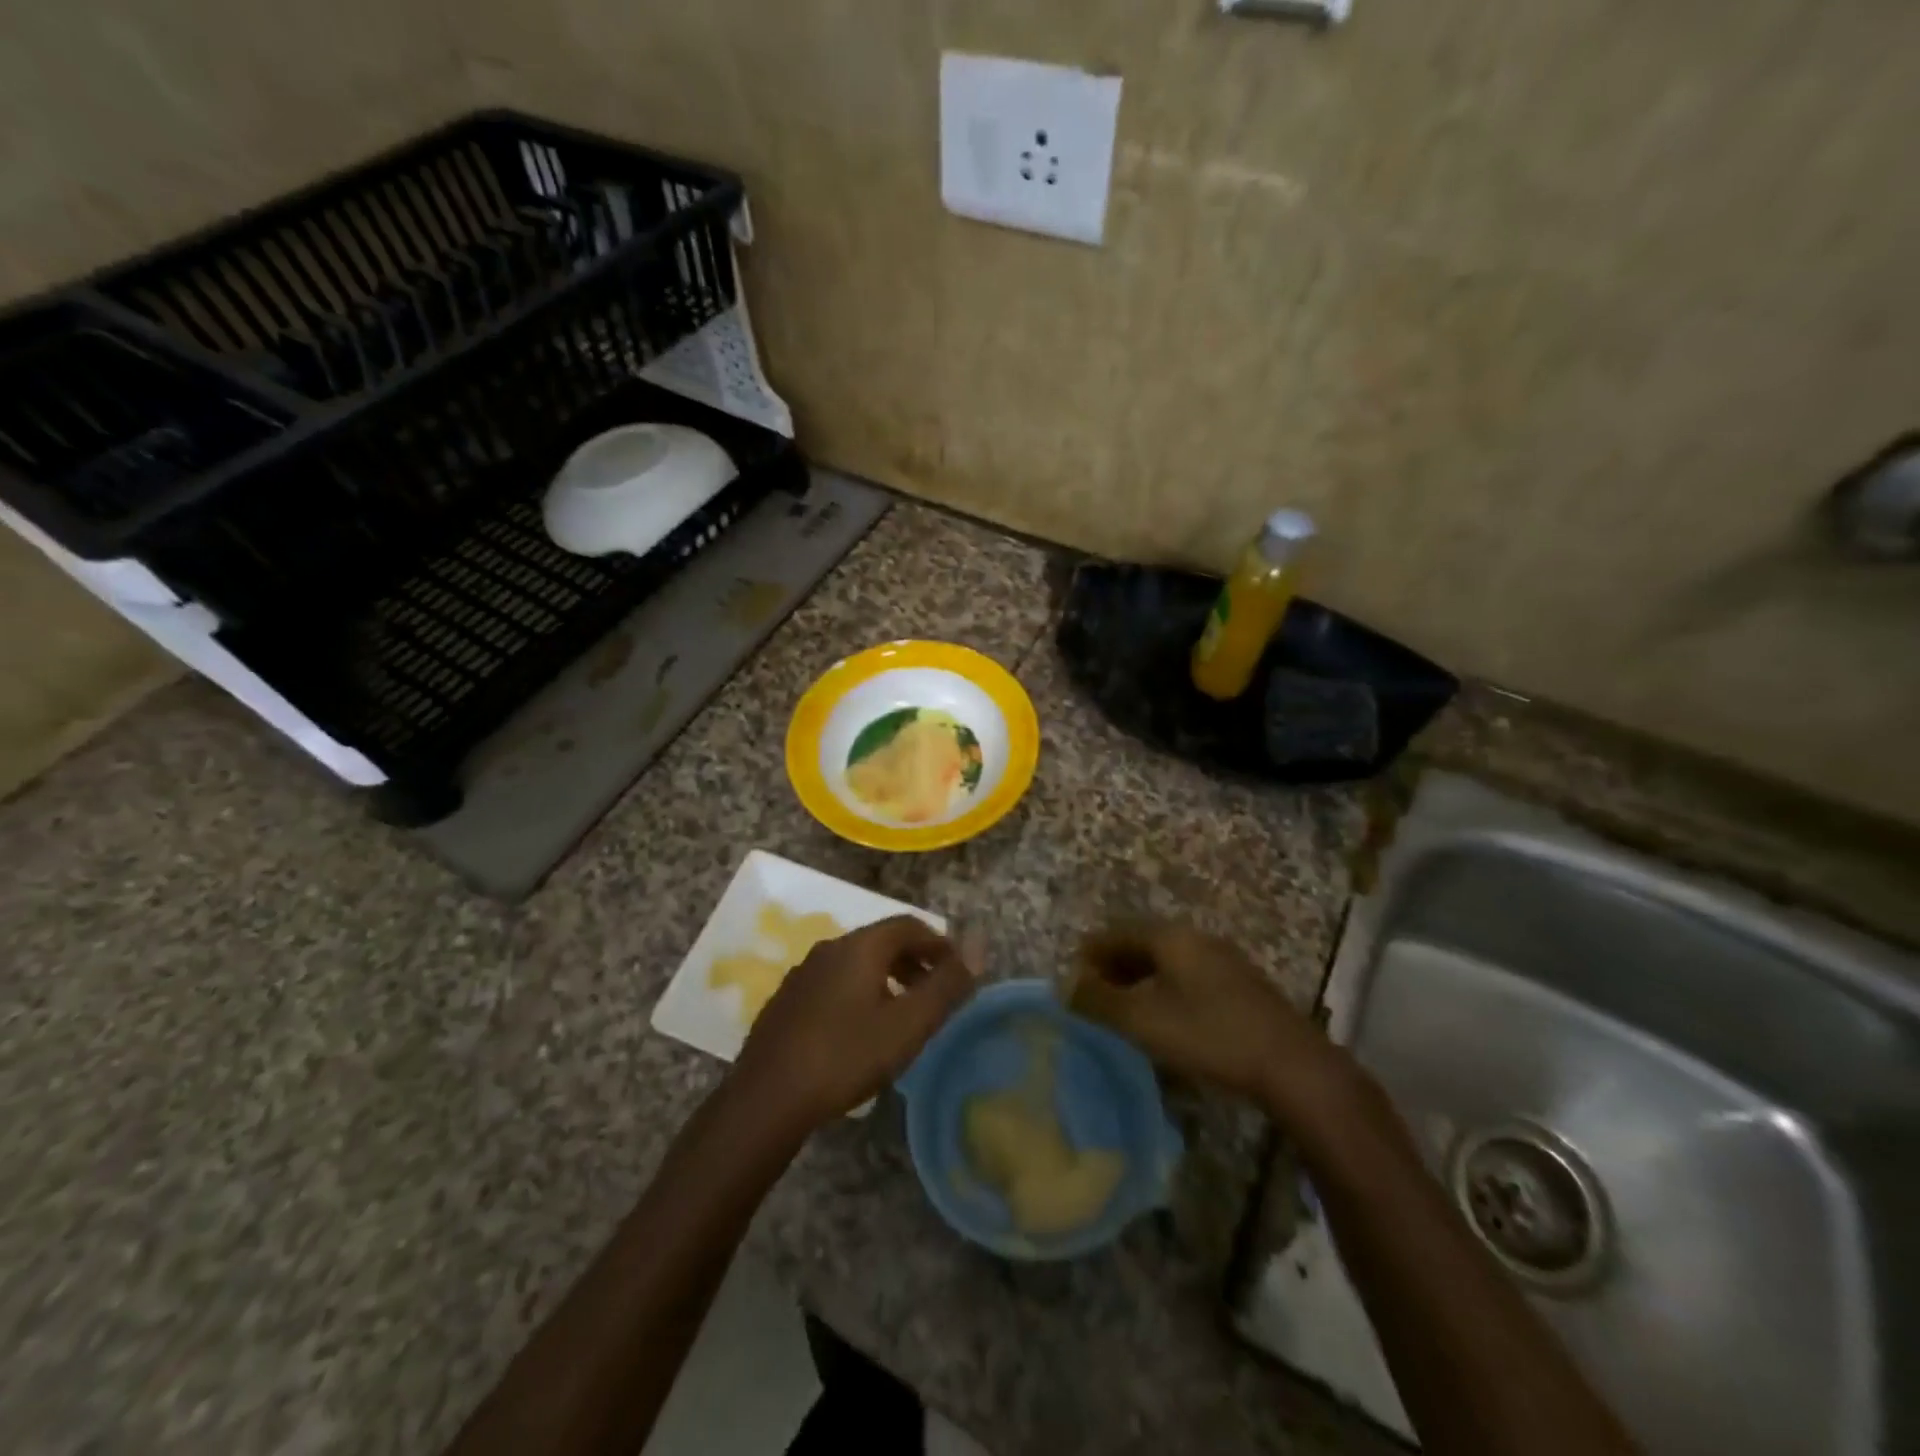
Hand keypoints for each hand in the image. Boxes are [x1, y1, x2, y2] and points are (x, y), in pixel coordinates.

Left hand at [734, 916, 975, 1127]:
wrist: (766, 1098)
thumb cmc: (846, 1057)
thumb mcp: (909, 1024)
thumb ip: (947, 984)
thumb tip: (978, 944)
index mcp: (860, 946)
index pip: (909, 925)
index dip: (940, 943)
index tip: (959, 971)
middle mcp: (830, 948)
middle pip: (882, 941)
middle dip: (915, 961)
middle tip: (937, 993)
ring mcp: (804, 973)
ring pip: (857, 963)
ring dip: (888, 977)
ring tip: (904, 1012)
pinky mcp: (787, 1000)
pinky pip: (835, 982)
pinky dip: (860, 992)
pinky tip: (861, 1029)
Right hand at [1069, 922, 1345, 1112]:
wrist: (1291, 1065)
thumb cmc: (1207, 1034)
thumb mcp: (1141, 1020)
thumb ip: (1098, 1001)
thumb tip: (1065, 985)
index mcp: (1170, 937)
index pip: (1116, 933)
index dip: (1090, 953)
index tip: (1071, 979)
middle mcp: (1196, 938)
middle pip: (1142, 943)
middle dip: (1113, 966)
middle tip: (1092, 995)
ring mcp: (1223, 960)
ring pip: (1167, 961)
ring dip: (1139, 979)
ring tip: (1123, 1009)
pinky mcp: (1242, 986)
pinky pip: (1189, 977)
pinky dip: (1165, 989)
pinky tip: (1164, 1018)